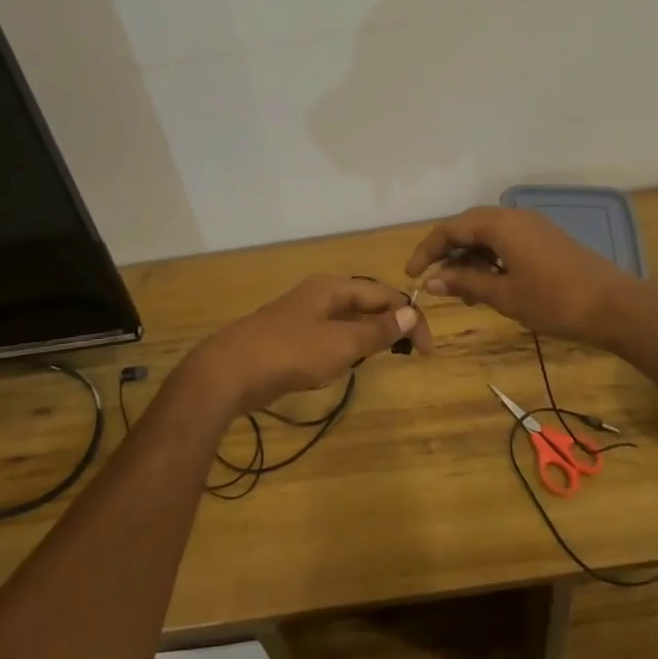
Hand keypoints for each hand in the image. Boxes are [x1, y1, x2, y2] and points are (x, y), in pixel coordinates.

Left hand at [185, 276, 421, 415]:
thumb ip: (377, 331)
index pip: (384, 295)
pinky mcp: (290, 337)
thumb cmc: (290, 352)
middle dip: (392, 323)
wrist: (229, 371)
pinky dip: (347, 345)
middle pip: (366, 302)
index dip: (410, 318)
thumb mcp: (341, 344)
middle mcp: (319, 294)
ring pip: (347, 319)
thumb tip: (412, 312)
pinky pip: (330, 334)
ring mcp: (302, 315)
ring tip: (388, 354)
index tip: (428, 350)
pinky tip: (349, 362)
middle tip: (412, 352)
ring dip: (370, 334)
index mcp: (333, 287)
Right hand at [404, 206, 652, 344]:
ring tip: (461, 289)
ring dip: (469, 256)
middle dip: (446, 252)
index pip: (450, 230)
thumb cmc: (555, 301)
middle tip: (433, 281)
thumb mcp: (504, 296)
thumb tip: (431, 281)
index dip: (426, 251)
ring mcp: (532, 225)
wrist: (616, 306)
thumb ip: (466, 283)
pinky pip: (506, 240)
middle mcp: (513, 216)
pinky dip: (490, 257)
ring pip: (487, 233)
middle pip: (467, 226)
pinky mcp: (545, 238)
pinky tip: (489, 282)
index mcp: (499, 224)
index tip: (410, 275)